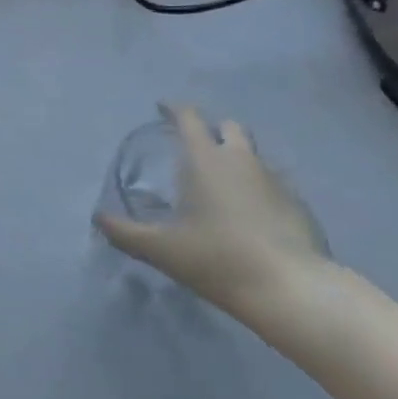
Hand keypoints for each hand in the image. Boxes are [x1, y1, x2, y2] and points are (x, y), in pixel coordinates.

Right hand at [94, 104, 328, 314]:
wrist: (291, 290)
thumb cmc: (218, 258)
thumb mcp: (162, 249)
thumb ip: (125, 232)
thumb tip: (98, 218)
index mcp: (206, 159)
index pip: (189, 117)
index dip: (174, 109)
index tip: (162, 108)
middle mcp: (242, 160)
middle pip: (229, 127)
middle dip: (212, 130)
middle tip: (196, 148)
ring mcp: (275, 180)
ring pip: (253, 155)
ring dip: (237, 159)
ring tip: (222, 184)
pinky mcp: (299, 206)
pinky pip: (273, 184)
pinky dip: (259, 188)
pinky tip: (252, 215)